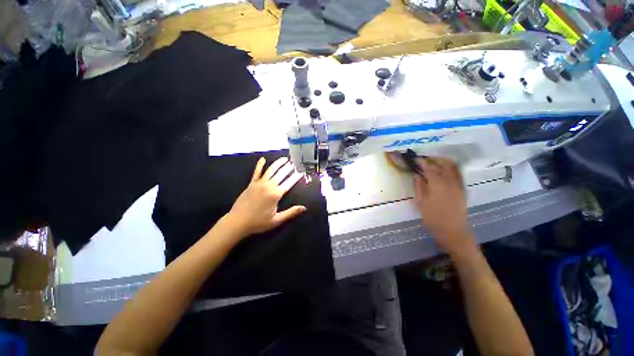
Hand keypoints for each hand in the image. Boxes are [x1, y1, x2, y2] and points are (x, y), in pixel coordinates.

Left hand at [225, 157, 306, 237]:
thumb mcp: (276, 220)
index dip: (296, 177)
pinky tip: (263, 159)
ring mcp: (259, 183)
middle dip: (288, 168)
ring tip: (285, 159)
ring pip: (270, 170)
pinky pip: (256, 172)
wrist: (237, 222)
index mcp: (275, 194)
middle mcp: (268, 186)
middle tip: (294, 163)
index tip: (301, 172)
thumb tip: (304, 208)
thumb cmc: (258, 222)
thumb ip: (291, 213)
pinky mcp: (251, 184)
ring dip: (278, 163)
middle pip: (281, 174)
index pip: (289, 183)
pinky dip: (259, 165)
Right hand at [413, 157, 473, 256]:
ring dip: (443, 162)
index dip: (422, 162)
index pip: (429, 168)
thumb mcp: (421, 203)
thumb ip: (419, 187)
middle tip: (424, 159)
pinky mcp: (462, 189)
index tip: (415, 159)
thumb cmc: (433, 218)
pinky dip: (450, 168)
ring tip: (433, 162)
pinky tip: (444, 171)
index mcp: (438, 184)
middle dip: (434, 159)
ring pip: (453, 167)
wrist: (453, 232)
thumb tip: (417, 175)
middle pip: (444, 163)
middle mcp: (450, 181)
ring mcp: (459, 185)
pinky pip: (457, 173)